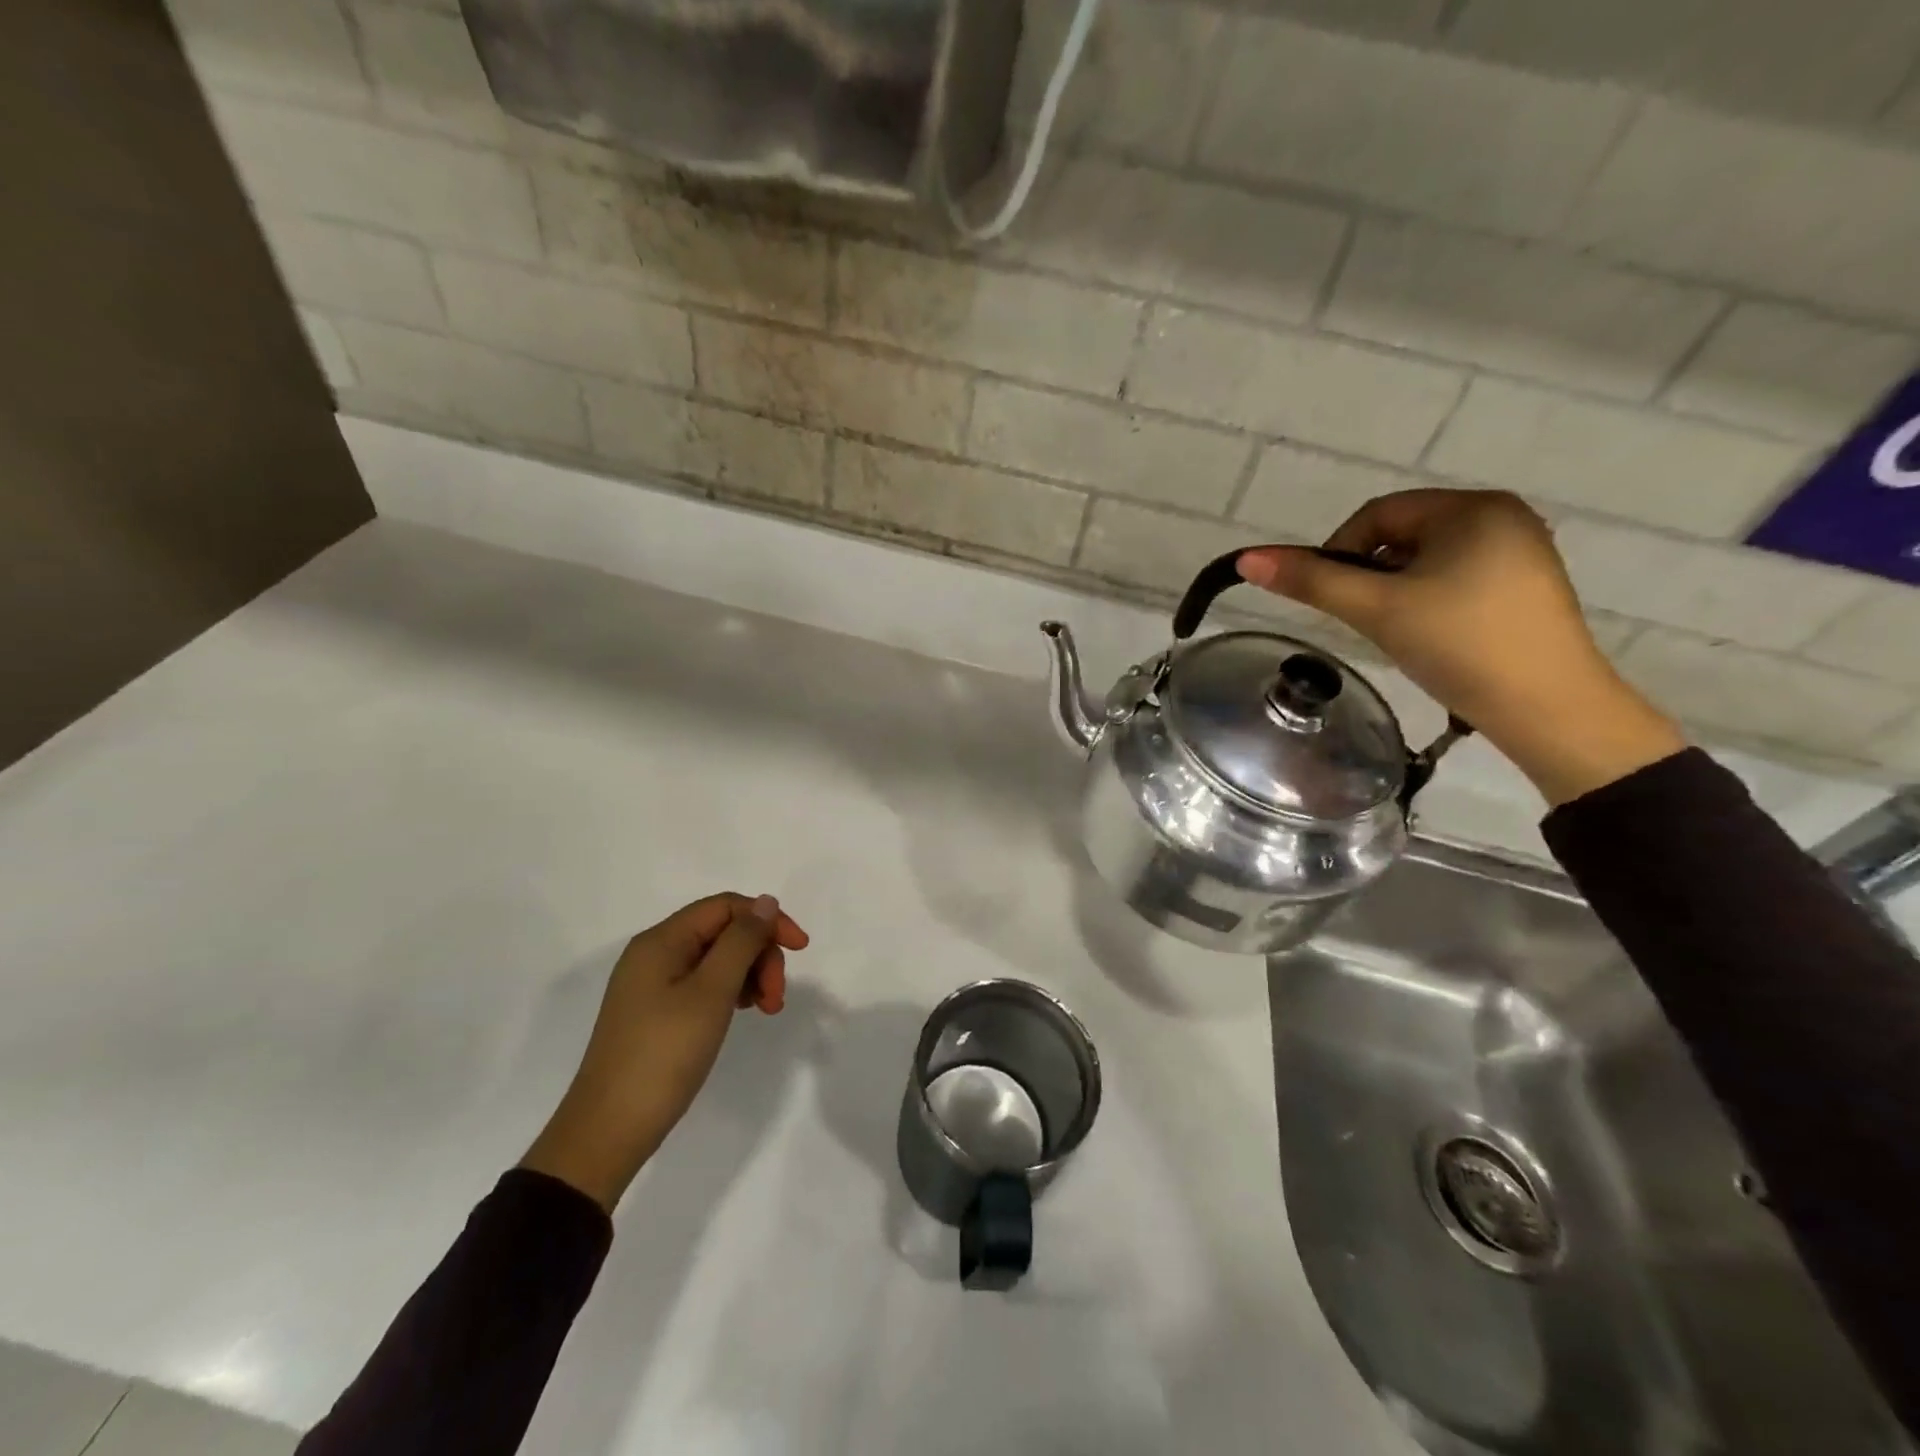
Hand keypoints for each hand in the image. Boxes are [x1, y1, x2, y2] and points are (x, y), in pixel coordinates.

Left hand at [520, 893, 809, 1210]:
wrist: (608, 1130)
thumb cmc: (664, 1054)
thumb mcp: (711, 992)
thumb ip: (741, 941)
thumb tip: (766, 902)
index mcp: (662, 941)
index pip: (726, 906)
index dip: (767, 920)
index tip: (801, 949)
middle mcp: (655, 954)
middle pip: (723, 932)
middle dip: (759, 954)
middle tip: (777, 997)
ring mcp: (653, 984)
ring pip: (717, 959)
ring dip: (750, 975)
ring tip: (767, 1010)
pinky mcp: (656, 1012)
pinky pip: (704, 984)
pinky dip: (731, 992)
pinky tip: (743, 1013)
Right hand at [1236, 489, 1684, 805]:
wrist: (1550, 709)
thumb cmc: (1459, 646)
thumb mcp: (1376, 609)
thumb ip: (1312, 581)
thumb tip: (1247, 559)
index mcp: (1472, 508)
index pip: (1378, 514)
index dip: (1340, 551)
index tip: (1332, 599)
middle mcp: (1502, 517)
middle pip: (1403, 535)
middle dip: (1371, 574)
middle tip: (1364, 620)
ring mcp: (1521, 552)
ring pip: (1427, 560)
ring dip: (1396, 589)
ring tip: (1396, 631)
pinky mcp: (1527, 586)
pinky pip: (1456, 577)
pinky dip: (1427, 600)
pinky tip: (1429, 635)